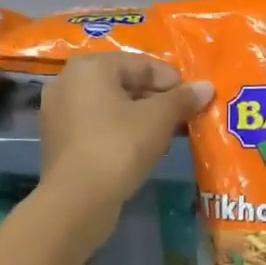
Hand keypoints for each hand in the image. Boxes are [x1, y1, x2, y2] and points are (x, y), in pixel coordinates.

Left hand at [40, 55, 213, 216]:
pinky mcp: (59, 140)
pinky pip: (97, 126)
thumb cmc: (119, 146)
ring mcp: (59, 112)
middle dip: (157, 100)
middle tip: (184, 117)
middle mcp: (68, 81)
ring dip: (141, 117)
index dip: (172, 81)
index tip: (194, 99)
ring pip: (111, 106)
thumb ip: (182, 98)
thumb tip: (206, 87)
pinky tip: (143, 149)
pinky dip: (121, 132)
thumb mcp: (158, 119)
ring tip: (168, 134)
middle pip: (124, 83)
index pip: (141, 64)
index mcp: (90, 66)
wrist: (77, 200)